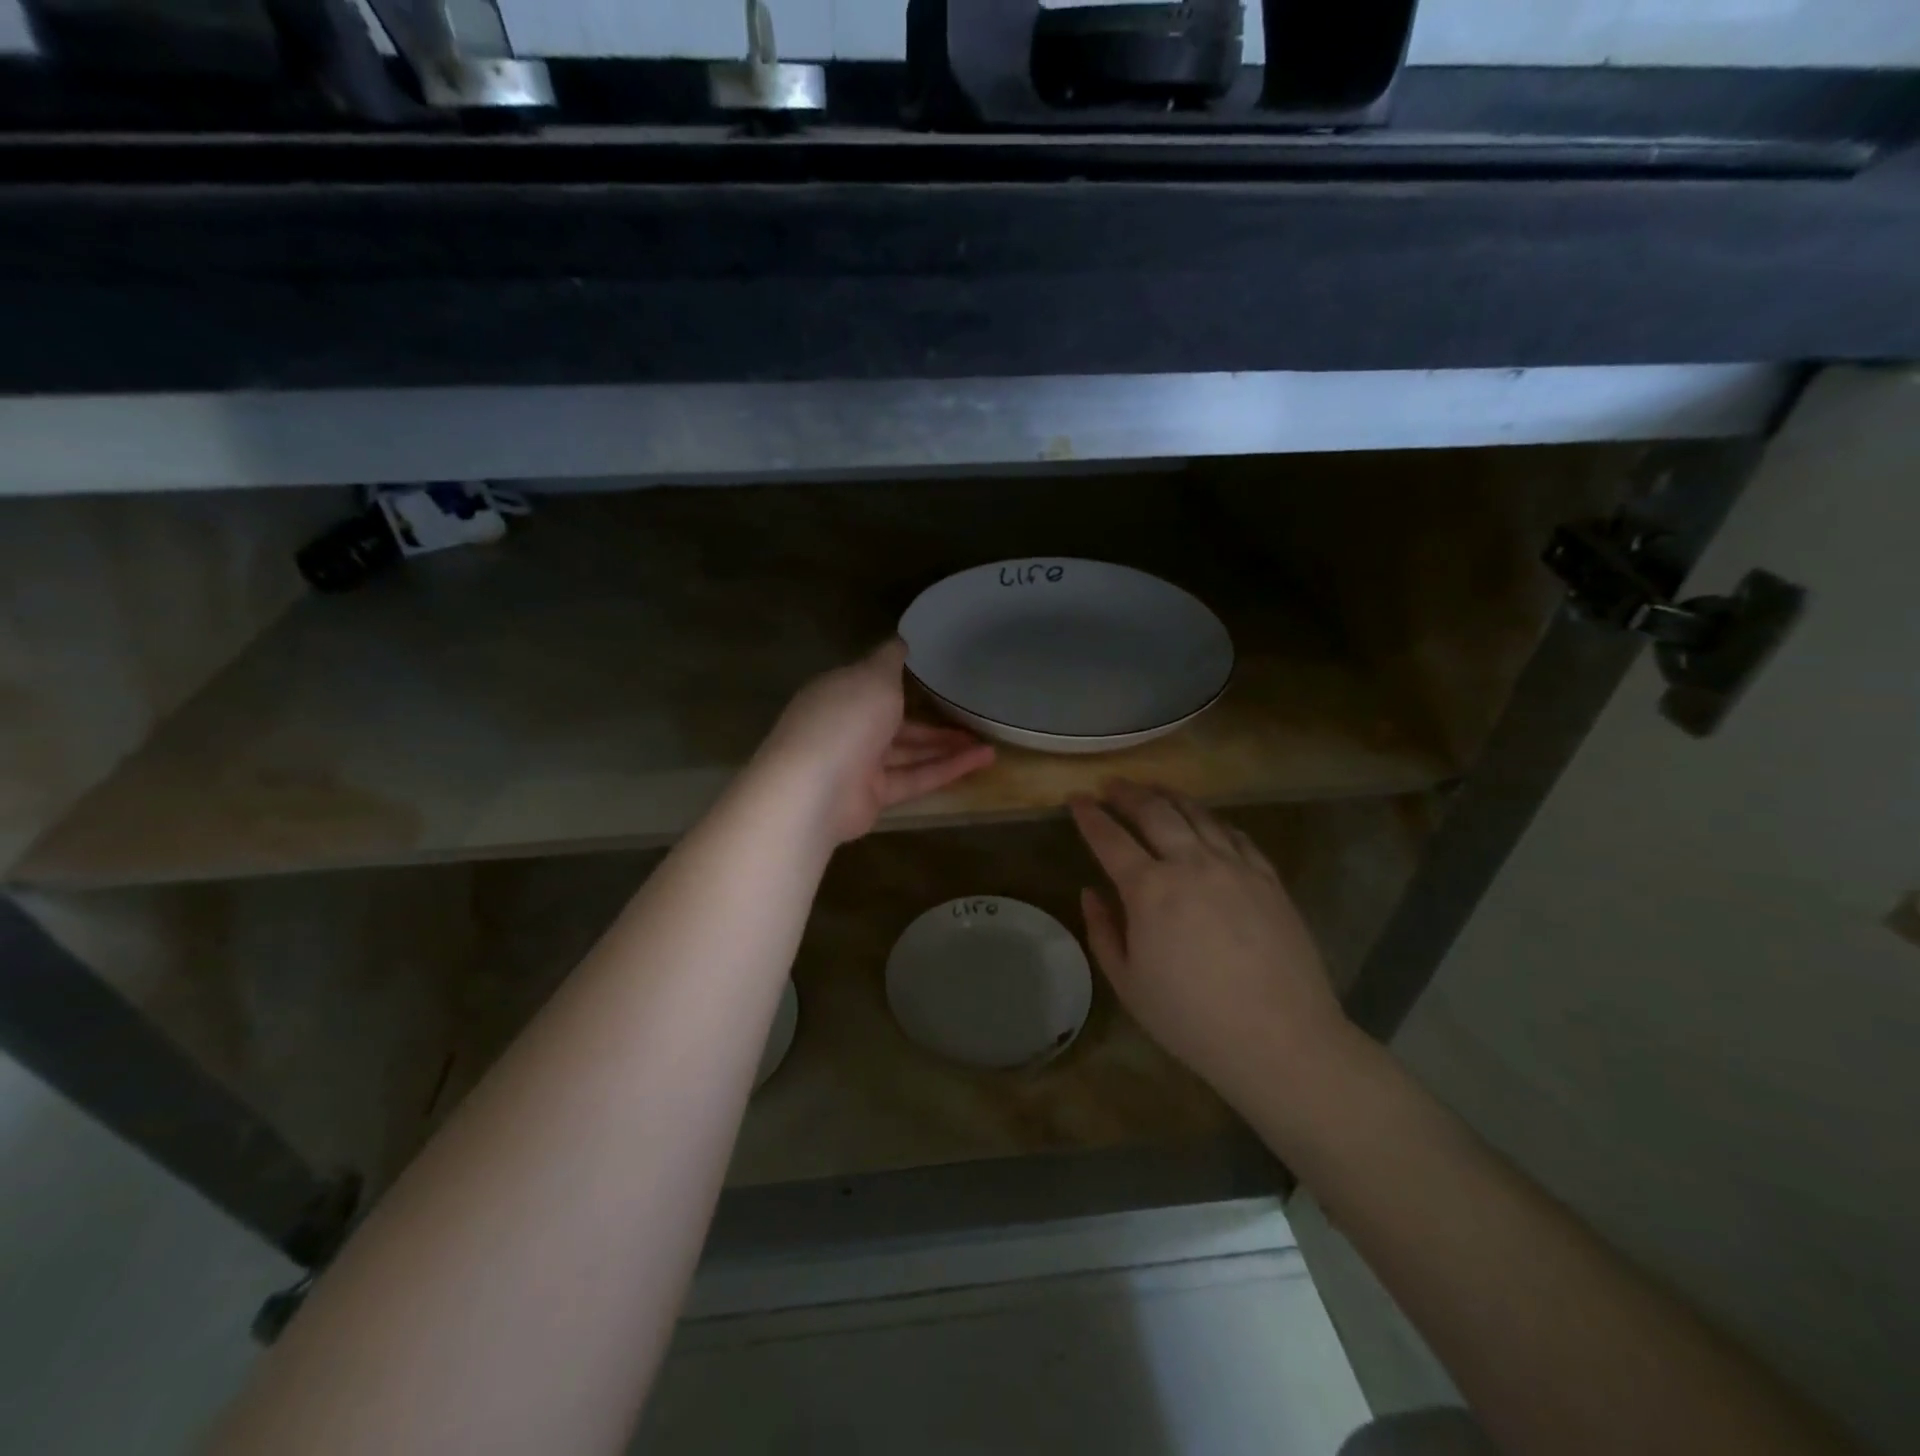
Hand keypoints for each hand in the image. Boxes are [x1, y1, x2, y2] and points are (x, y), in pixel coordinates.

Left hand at [758, 639, 995, 843]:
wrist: (815, 789)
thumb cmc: (845, 719)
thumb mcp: (873, 675)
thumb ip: (891, 659)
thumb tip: (902, 639)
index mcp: (840, 693)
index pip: (874, 683)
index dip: (906, 679)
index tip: (939, 674)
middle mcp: (848, 726)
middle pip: (897, 721)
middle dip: (934, 719)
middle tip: (972, 715)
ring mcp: (859, 764)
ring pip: (910, 752)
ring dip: (948, 746)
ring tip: (988, 743)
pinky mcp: (875, 795)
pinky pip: (916, 777)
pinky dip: (947, 769)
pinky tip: (981, 760)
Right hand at [1069, 781, 1350, 1106]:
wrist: (1279, 1039)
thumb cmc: (1191, 1019)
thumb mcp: (1128, 984)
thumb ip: (1103, 931)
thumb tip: (1090, 892)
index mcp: (1149, 890)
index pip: (1110, 838)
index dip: (1089, 815)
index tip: (1075, 798)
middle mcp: (1191, 864)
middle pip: (1154, 812)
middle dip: (1128, 793)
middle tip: (1112, 785)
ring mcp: (1234, 867)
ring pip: (1198, 815)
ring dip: (1170, 796)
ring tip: (1155, 789)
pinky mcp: (1268, 878)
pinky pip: (1236, 835)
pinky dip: (1213, 820)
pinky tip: (1207, 820)